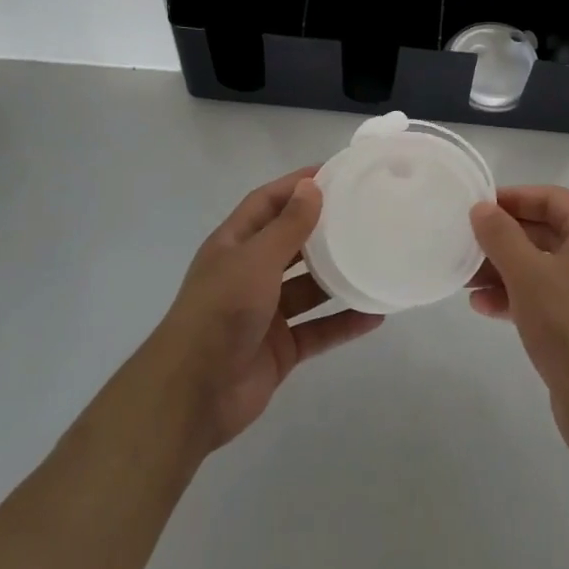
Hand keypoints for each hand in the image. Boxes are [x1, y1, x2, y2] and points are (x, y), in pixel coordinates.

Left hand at [148, 168, 382, 452]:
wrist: (193, 394)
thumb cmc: (221, 311)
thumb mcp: (256, 259)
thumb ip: (288, 226)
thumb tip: (312, 186)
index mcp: (234, 245)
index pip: (267, 202)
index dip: (296, 186)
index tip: (335, 174)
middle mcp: (248, 274)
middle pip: (290, 243)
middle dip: (321, 229)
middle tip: (362, 214)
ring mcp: (265, 313)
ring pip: (308, 288)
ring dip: (337, 276)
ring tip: (374, 260)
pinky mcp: (280, 349)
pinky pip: (318, 330)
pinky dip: (343, 323)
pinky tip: (374, 315)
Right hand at [469, 186, 568, 456]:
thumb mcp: (528, 274)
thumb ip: (501, 235)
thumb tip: (481, 208)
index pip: (553, 199)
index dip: (515, 197)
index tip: (480, 207)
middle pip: (546, 233)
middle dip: (504, 238)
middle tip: (467, 243)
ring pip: (543, 268)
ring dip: (504, 270)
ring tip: (466, 279)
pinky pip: (547, 299)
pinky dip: (517, 297)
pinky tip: (484, 308)